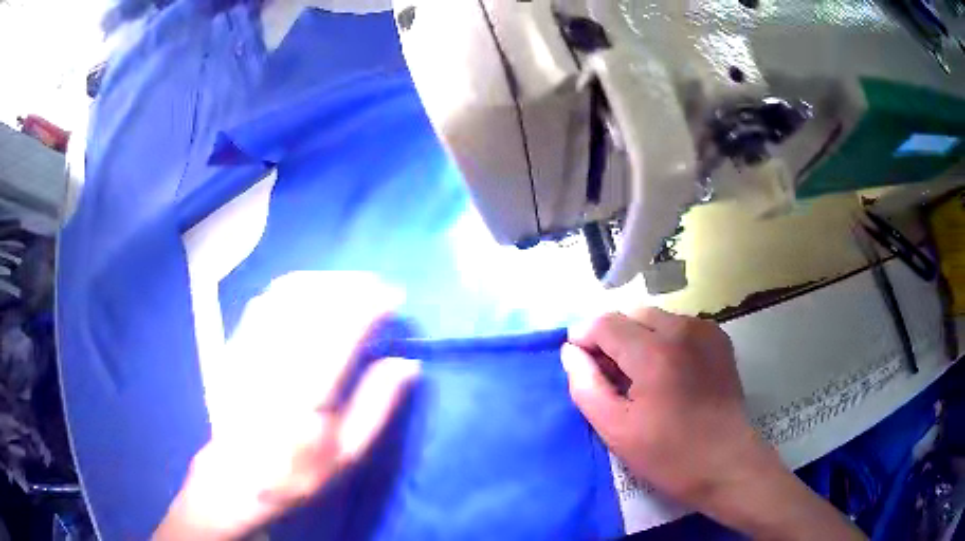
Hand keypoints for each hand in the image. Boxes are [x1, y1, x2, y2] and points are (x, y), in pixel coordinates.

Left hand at [154, 272, 418, 540]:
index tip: (394, 298)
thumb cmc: (297, 471)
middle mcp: (275, 360)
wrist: (236, 477)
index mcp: (306, 392)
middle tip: (377, 287)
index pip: (342, 330)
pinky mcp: (236, 344)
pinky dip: (295, 287)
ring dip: (324, 281)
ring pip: (288, 293)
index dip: (370, 305)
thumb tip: (407, 363)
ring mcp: (250, 347)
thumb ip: (377, 406)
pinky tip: (311, 293)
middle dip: (352, 285)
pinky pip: (267, 300)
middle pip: (314, 301)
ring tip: (350, 286)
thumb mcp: (346, 453)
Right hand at [562, 309, 864, 539]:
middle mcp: (683, 329)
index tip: (580, 358)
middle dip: (614, 338)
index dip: (586, 337)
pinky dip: (666, 344)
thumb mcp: (619, 431)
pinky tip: (671, 376)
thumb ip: (589, 387)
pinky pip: (680, 329)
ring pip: (658, 319)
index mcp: (656, 351)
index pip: (606, 322)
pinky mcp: (721, 342)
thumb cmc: (673, 457)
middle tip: (612, 376)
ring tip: (643, 379)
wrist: (734, 466)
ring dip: (641, 341)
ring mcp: (706, 333)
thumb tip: (573, 353)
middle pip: (632, 315)